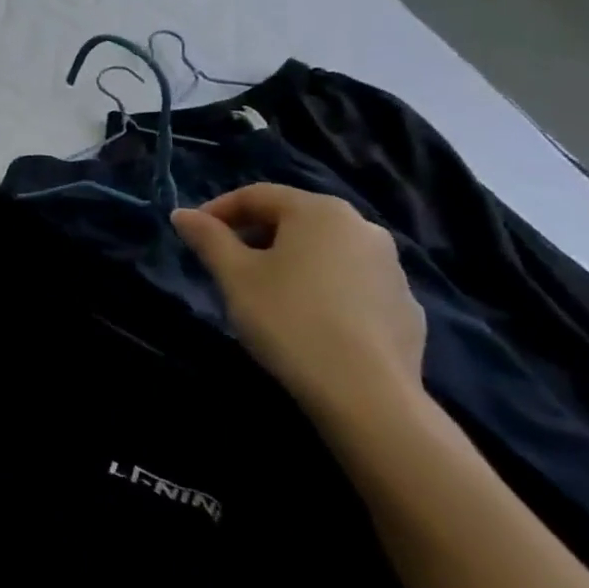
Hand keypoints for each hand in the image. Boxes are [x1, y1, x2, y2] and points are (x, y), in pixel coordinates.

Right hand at [172, 184, 428, 431]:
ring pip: (325, 251)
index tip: (193, 233)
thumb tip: (182, 214)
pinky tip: (308, 320)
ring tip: (265, 293)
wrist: (365, 392)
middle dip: (255, 235)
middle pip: (295, 219)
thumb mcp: (234, 276)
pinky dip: (323, 289)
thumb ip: (208, 238)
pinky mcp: (406, 305)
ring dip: (291, 261)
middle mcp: (362, 227)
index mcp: (319, 211)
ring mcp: (391, 266)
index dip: (218, 210)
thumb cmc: (288, 319)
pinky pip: (352, 283)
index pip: (257, 195)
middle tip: (226, 264)